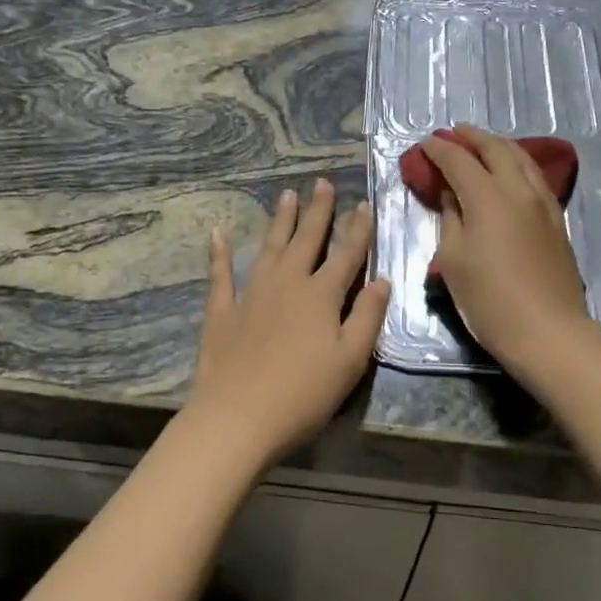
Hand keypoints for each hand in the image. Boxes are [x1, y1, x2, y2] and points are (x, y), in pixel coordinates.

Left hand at [186, 179, 390, 465]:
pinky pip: (220, 273)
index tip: (364, 204)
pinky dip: (219, 252)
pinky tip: (217, 232)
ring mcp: (252, 294)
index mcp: (322, 295)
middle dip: (318, 211)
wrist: (237, 418)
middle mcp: (287, 283)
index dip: (358, 229)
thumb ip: (368, 317)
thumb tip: (382, 280)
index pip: (346, 254)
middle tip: (322, 183)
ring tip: (287, 195)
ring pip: (270, 247)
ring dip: (280, 220)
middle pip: (307, 239)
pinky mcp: (222, 311)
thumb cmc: (303, 394)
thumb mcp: (350, 360)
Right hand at [422, 125, 593, 373]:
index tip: (425, 143)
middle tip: (454, 133)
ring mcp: (542, 202)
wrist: (548, 330)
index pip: (459, 160)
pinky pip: (535, 176)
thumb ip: (451, 218)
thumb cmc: (490, 300)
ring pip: (521, 158)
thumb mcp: (454, 260)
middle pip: (495, 148)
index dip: (439, 149)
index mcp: (488, 197)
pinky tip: (510, 171)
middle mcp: (518, 189)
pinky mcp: (556, 218)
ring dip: (498, 145)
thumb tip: (452, 194)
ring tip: (482, 144)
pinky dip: (517, 163)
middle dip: (472, 137)